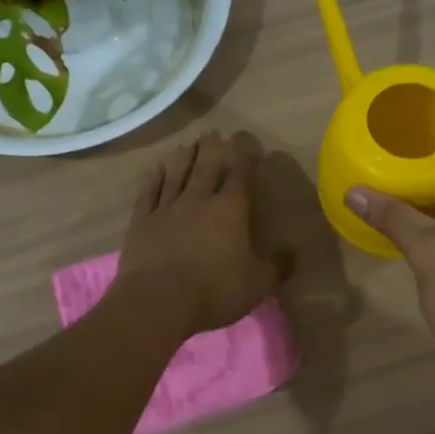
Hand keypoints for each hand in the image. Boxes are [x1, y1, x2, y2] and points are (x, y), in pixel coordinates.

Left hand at [114, 131, 285, 338]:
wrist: (158, 301)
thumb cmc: (215, 290)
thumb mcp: (258, 283)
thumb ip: (277, 266)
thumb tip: (293, 253)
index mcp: (230, 209)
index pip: (240, 176)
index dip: (244, 157)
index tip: (245, 142)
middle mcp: (198, 200)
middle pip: (206, 167)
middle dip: (212, 148)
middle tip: (213, 132)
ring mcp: (167, 208)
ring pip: (177, 174)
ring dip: (184, 157)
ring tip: (188, 143)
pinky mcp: (142, 221)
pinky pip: (149, 192)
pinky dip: (154, 178)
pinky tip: (157, 169)